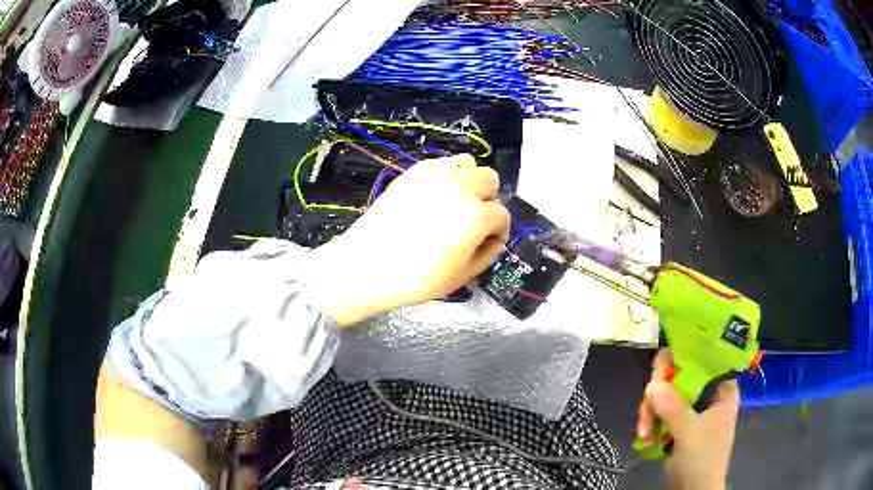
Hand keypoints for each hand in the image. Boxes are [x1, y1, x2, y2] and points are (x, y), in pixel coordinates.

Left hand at [305, 154, 510, 326]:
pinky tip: (435, 196)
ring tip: (456, 201)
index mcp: (476, 215)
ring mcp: (435, 175)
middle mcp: (460, 187)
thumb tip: (494, 241)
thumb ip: (487, 255)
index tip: (490, 241)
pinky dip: (446, 175)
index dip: (499, 230)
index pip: (501, 214)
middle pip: (489, 179)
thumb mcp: (461, 276)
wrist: (367, 266)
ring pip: (467, 163)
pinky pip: (441, 163)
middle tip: (474, 219)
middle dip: (488, 199)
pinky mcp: (413, 171)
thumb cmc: (416, 279)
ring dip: (469, 181)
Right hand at [637, 349, 738, 489]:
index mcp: (721, 389)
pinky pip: (659, 412)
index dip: (683, 358)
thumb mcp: (689, 432)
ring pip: (665, 395)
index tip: (661, 369)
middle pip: (679, 377)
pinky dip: (649, 423)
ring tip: (644, 433)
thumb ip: (673, 407)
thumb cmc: (702, 459)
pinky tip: (646, 438)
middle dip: (658, 395)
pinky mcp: (676, 424)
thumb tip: (651, 384)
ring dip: (650, 414)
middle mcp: (706, 394)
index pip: (704, 359)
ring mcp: (690, 410)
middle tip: (646, 409)